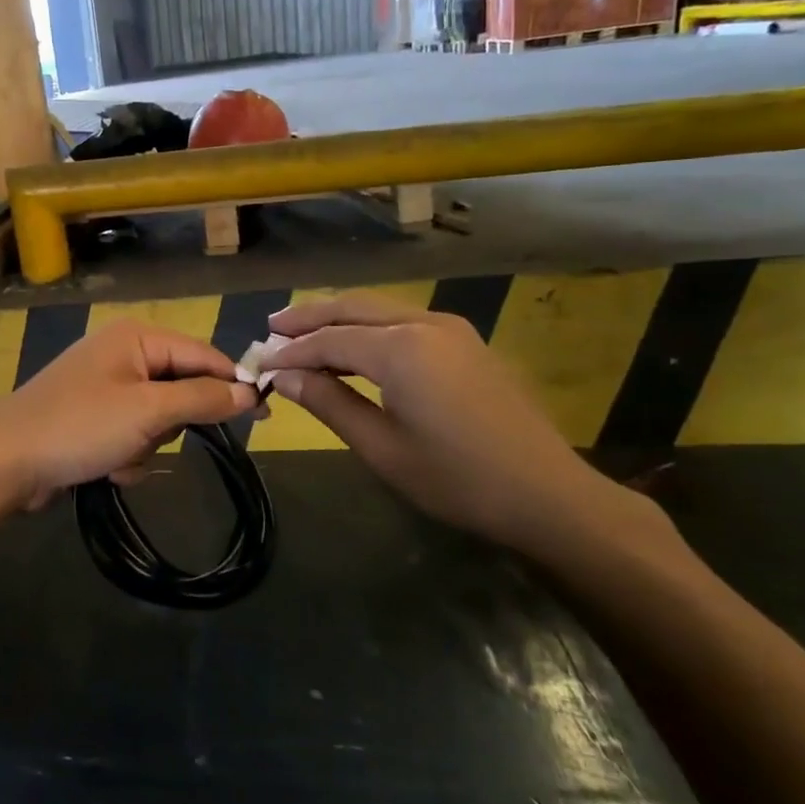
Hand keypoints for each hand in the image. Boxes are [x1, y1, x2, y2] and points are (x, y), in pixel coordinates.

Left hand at [0, 320, 258, 509]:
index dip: (232, 383)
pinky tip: (104, 468)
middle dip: (171, 424)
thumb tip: (249, 391)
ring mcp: (104, 388)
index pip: (202, 354)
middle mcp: (121, 355)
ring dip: (146, 445)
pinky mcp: (92, 419)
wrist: (5, 464)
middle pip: (180, 389)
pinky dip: (126, 456)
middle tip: (152, 436)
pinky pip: (132, 436)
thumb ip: (202, 398)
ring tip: (119, 455)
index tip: (263, 414)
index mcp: (135, 337)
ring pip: (158, 420)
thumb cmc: (79, 427)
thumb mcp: (148, 411)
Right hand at [265, 291, 666, 561]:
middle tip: (272, 328)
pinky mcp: (466, 342)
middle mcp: (424, 323)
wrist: (546, 494)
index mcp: (400, 349)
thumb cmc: (456, 479)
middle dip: (309, 317)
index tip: (258, 362)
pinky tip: (353, 345)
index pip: (328, 339)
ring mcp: (450, 329)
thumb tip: (282, 375)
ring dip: (338, 318)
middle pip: (352, 308)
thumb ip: (328, 402)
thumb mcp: (380, 447)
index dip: (289, 351)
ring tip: (302, 332)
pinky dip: (368, 327)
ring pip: (379, 309)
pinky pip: (403, 321)